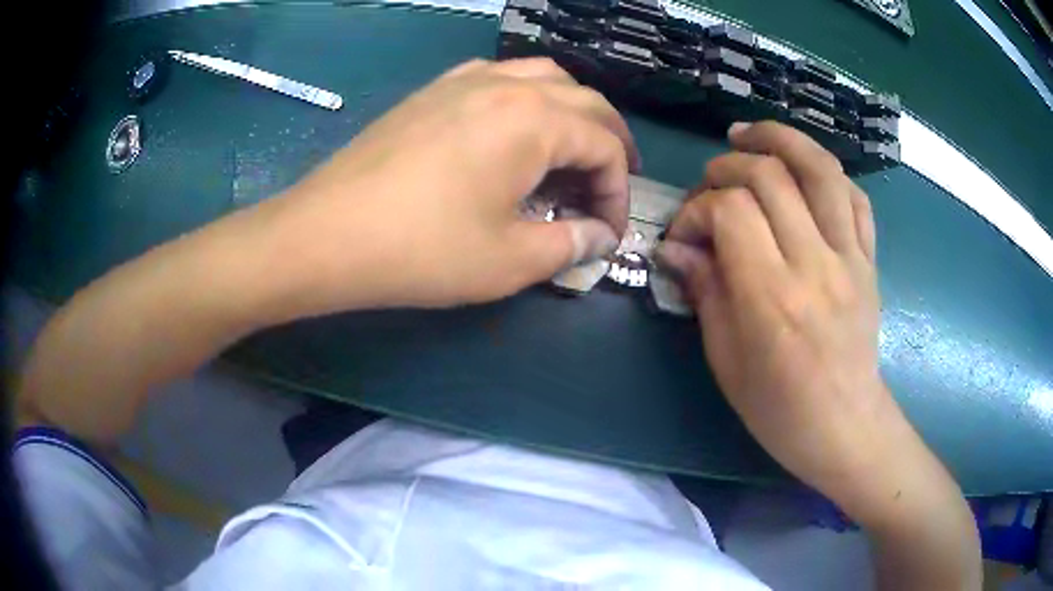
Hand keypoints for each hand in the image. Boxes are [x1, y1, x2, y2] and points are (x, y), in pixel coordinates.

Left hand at [263, 58, 637, 312]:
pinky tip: (514, 128)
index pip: (605, 146)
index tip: (608, 232)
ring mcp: (464, 81)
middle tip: (610, 183)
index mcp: (535, 120)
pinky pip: (498, 77)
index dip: (618, 192)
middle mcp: (507, 85)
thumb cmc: (422, 249)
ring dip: (571, 111)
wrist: (326, 234)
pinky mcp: (433, 90)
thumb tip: (599, 238)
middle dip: (610, 143)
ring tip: (572, 149)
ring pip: (543, 77)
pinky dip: (526, 97)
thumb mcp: (510, 261)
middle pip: (585, 101)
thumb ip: (569, 245)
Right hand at [656, 121, 905, 500]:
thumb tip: (676, 248)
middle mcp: (815, 265)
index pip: (731, 211)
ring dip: (780, 139)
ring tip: (749, 136)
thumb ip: (704, 292)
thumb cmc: (779, 409)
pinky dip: (825, 173)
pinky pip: (854, 197)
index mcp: (773, 298)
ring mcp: (850, 258)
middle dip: (727, 167)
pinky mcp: (869, 260)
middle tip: (710, 185)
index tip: (685, 234)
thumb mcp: (726, 361)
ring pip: (820, 169)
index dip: (697, 209)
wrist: (845, 427)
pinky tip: (801, 173)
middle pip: (770, 176)